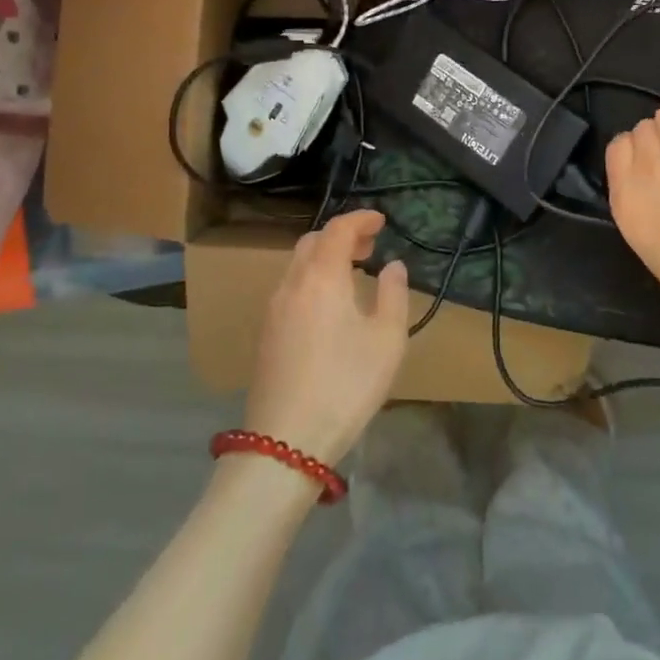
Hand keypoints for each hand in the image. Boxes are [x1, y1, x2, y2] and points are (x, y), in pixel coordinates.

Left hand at [244, 210, 410, 467]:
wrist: (286, 440)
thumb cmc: (346, 385)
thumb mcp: (386, 340)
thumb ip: (393, 294)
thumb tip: (392, 265)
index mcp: (322, 277)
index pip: (338, 229)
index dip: (360, 218)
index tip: (381, 220)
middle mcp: (292, 284)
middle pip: (313, 241)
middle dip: (341, 235)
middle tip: (370, 246)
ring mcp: (273, 308)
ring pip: (297, 264)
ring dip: (325, 257)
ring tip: (353, 273)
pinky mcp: (266, 332)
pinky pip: (290, 287)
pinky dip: (312, 278)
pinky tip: (329, 304)